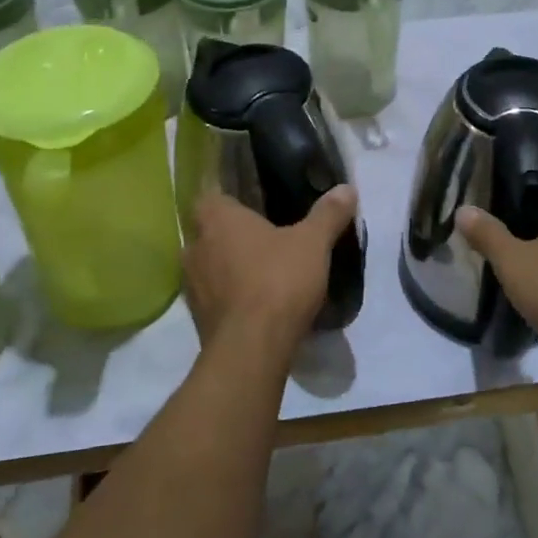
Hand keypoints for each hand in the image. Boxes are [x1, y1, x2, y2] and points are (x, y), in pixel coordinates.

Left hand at [184, 187, 357, 356]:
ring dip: (229, 264)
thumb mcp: (313, 243)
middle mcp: (195, 245)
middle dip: (232, 232)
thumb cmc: (278, 280)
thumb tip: (347, 188)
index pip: (212, 194)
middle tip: (264, 235)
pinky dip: (230, 294)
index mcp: (216, 217)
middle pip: (210, 229)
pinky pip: (213, 294)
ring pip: (209, 263)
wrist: (251, 349)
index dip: (231, 196)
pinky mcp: (196, 316)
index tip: (254, 202)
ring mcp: (191, 283)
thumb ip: (328, 213)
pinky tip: (255, 300)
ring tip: (261, 269)